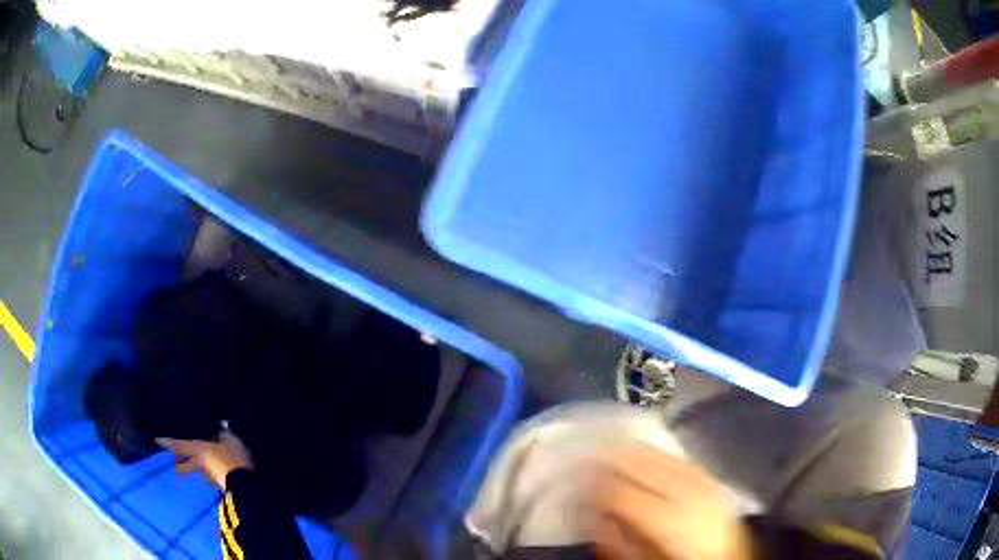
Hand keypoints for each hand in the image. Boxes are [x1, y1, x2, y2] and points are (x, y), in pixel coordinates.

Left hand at [157, 429, 252, 488]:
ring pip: (198, 474)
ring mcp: (210, 477)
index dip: (168, 443)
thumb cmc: (234, 458)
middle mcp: (200, 464)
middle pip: (185, 466)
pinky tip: (216, 478)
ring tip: (199, 471)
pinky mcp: (220, 486)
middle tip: (175, 465)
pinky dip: (212, 478)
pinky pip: (212, 480)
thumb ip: (225, 433)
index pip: (179, 445)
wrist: (246, 486)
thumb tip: (222, 424)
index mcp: (199, 450)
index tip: (157, 441)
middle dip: (179, 466)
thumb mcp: (231, 441)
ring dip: (197, 472)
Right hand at [590, 443, 751, 559]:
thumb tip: (592, 518)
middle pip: (637, 465)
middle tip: (581, 454)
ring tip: (603, 445)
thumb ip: (617, 542)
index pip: (619, 492)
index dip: (593, 485)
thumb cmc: (684, 559)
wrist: (730, 555)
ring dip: (627, 449)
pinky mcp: (706, 474)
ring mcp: (698, 478)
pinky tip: (639, 449)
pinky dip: (652, 450)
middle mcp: (684, 490)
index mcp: (666, 518)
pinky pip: (673, 455)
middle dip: (607, 458)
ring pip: (655, 454)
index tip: (574, 481)